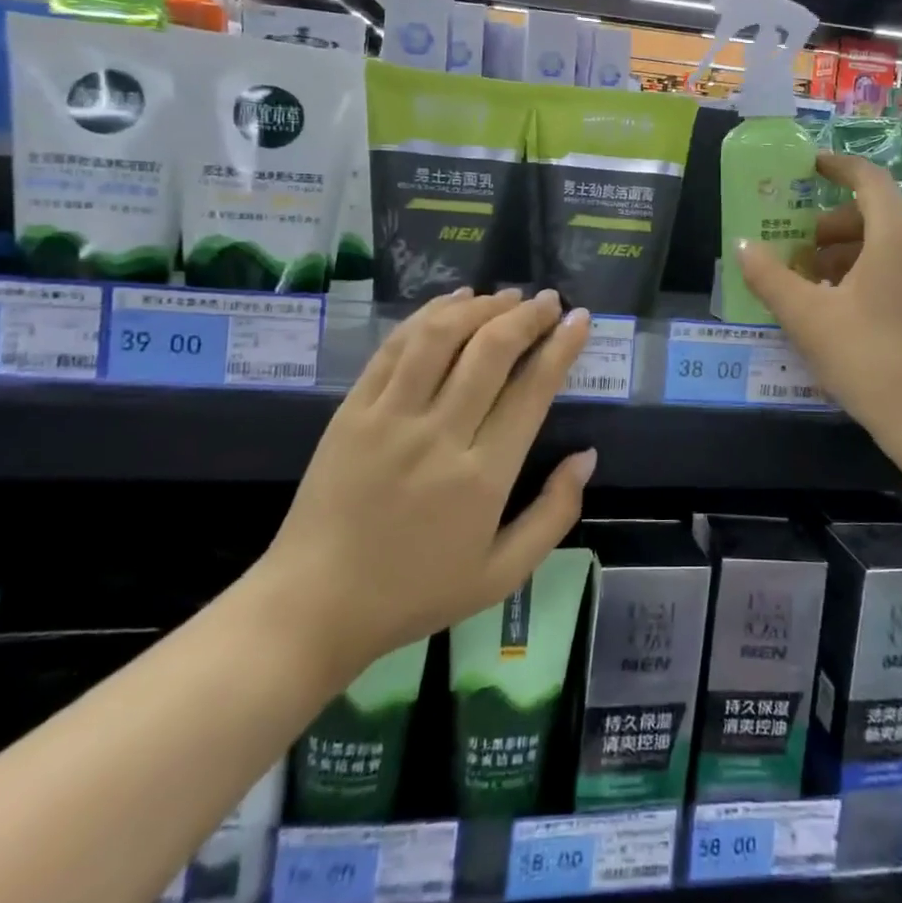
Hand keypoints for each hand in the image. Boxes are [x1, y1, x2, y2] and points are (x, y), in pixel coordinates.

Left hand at [258, 288, 594, 683]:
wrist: (314, 606)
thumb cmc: (416, 593)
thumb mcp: (501, 574)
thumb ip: (553, 514)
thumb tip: (587, 456)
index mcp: (481, 478)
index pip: (531, 391)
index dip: (560, 347)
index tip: (578, 319)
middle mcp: (438, 436)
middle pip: (490, 352)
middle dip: (526, 316)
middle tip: (547, 300)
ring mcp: (389, 418)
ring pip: (440, 337)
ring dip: (480, 307)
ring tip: (507, 296)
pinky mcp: (352, 410)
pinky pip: (395, 347)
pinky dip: (428, 315)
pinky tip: (453, 302)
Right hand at [738, 151, 901, 455]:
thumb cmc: (868, 359)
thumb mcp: (807, 318)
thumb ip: (770, 277)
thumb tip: (743, 246)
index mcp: (897, 238)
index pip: (869, 180)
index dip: (838, 167)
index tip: (810, 167)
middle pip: (877, 215)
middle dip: (833, 226)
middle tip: (799, 252)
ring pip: (892, 246)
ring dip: (851, 253)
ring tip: (818, 286)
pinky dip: (875, 273)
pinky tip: (851, 311)